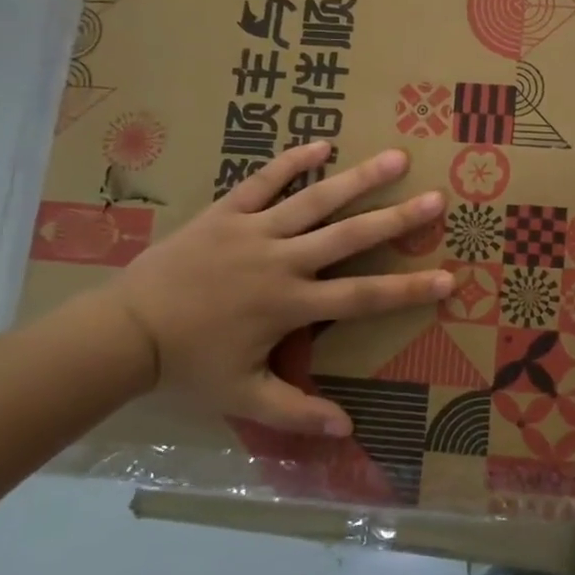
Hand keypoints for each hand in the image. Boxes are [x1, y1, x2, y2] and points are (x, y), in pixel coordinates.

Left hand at [99, 141, 450, 435]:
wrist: (125, 331)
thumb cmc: (189, 364)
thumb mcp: (243, 397)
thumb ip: (296, 412)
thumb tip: (347, 429)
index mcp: (289, 304)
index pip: (362, 297)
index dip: (408, 289)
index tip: (449, 279)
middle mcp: (281, 261)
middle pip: (348, 237)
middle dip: (396, 218)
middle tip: (436, 199)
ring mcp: (253, 231)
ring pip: (313, 200)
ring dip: (357, 179)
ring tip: (395, 157)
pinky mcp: (226, 212)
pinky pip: (263, 181)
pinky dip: (291, 162)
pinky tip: (322, 145)